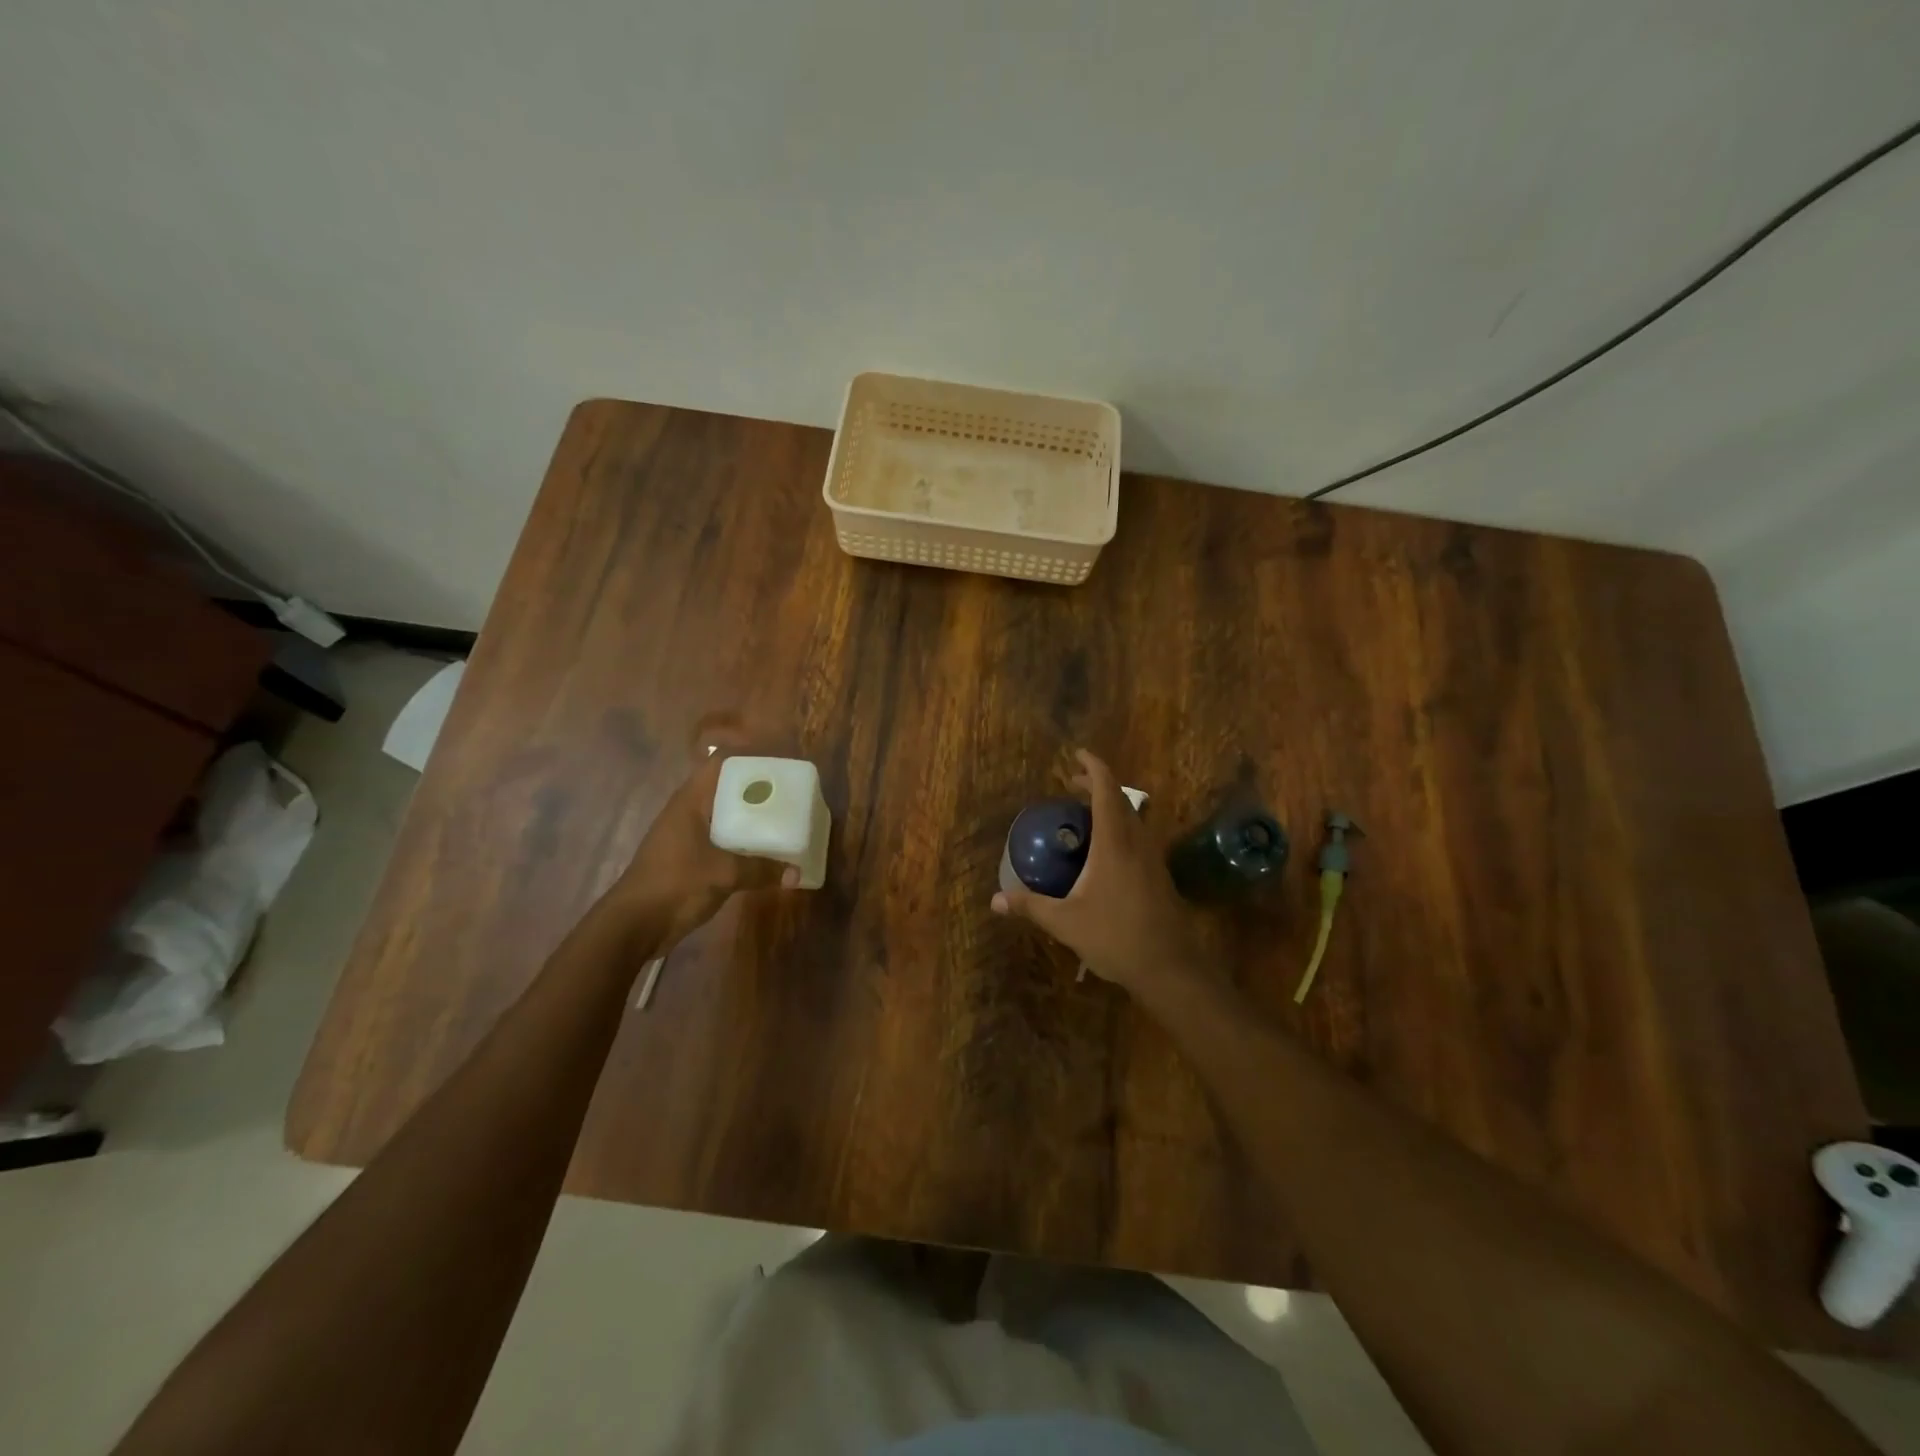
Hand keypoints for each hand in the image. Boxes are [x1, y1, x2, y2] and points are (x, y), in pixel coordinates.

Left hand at [612, 722, 797, 948]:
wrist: (635, 924)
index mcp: (692, 801)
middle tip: (791, 794)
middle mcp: (690, 811)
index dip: (749, 758)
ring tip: (785, 819)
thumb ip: (762, 869)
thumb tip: (797, 873)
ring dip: (752, 817)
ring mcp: (689, 835)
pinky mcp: (691, 858)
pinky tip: (766, 850)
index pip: (721, 764)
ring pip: (726, 815)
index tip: (779, 764)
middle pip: (727, 788)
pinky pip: (724, 840)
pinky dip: (744, 841)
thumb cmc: (676, 884)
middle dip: (758, 789)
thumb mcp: (724, 874)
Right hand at [990, 749, 1202, 994]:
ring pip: (1133, 818)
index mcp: (1114, 842)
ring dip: (1110, 807)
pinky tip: (1103, 852)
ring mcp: (1152, 858)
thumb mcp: (1065, 922)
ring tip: (1084, 815)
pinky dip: (1119, 828)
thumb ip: (1030, 906)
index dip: (1093, 767)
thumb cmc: (1116, 937)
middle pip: (1120, 799)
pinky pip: (1138, 837)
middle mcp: (1137, 842)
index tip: (1077, 755)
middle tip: (1071, 784)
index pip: (1106, 790)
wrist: (1170, 968)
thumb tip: (995, 900)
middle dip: (1097, 785)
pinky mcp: (1159, 875)